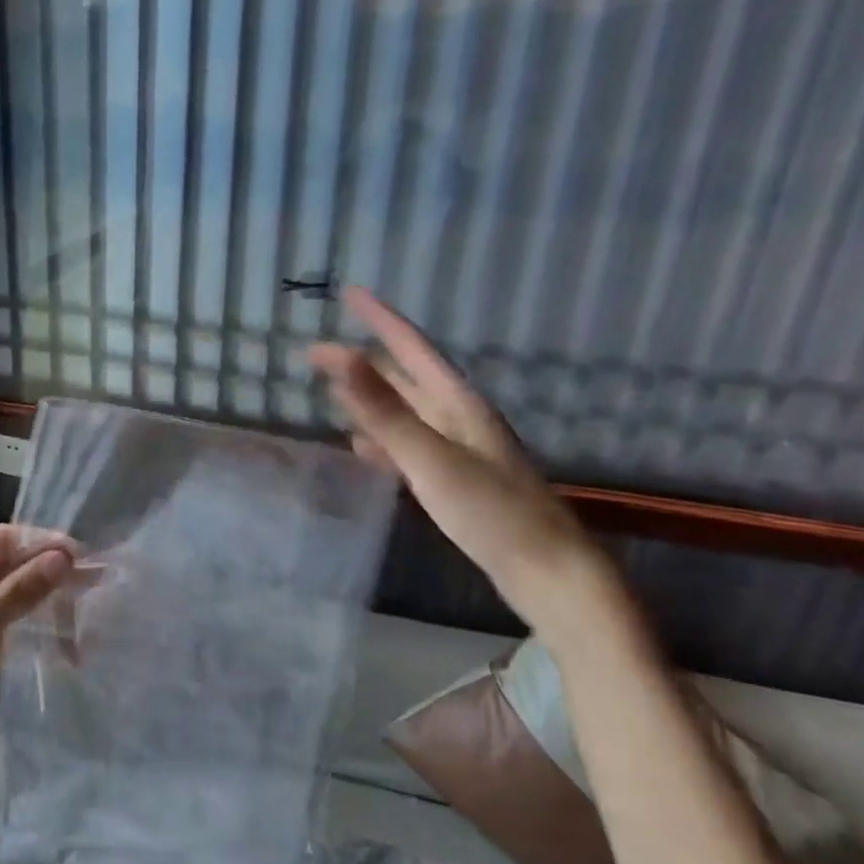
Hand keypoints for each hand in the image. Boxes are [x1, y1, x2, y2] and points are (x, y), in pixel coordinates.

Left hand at [0, 525, 77, 779]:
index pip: (5, 538)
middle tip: (94, 586)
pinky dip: (27, 632)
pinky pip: (2, 627)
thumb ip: (19, 591)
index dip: (45, 543)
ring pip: (8, 597)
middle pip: (9, 566)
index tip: (85, 558)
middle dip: (49, 574)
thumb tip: (63, 558)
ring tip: (84, 616)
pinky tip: (58, 646)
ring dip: (42, 604)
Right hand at [310, 287, 622, 631]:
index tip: (349, 292)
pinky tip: (363, 449)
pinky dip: (381, 440)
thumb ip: (383, 410)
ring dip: (371, 398)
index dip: (380, 319)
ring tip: (334, 391)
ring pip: (406, 412)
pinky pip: (408, 446)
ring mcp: (458, 449)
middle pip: (405, 378)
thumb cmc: (491, 511)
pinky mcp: (454, 479)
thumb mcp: (430, 457)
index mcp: (458, 404)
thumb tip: (339, 357)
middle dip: (364, 361)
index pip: (412, 348)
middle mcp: (458, 418)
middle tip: (318, 354)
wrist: (546, 571)